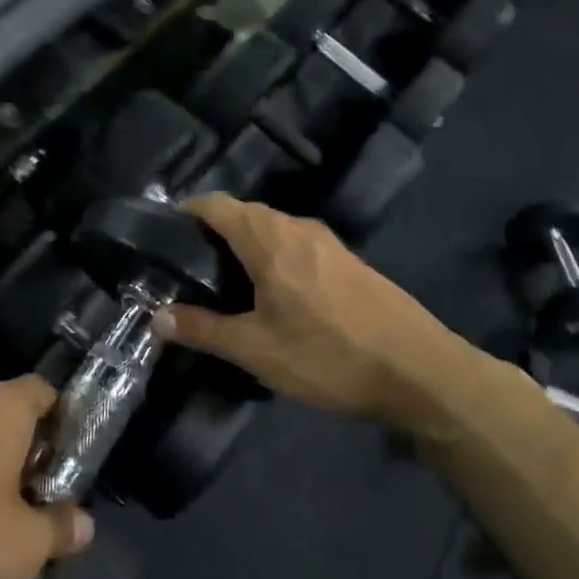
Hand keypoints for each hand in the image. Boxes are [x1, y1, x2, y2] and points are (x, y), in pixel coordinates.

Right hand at [152, 194, 492, 426]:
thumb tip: (158, 318)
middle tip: (186, 269)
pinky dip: (272, 258)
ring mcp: (329, 243)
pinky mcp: (349, 263)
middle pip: (244, 214)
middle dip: (212, 232)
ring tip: (223, 283)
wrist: (421, 373)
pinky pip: (296, 246)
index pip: (216, 205)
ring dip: (244, 246)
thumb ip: (203, 329)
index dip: (186, 212)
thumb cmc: (328, 356)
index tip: (163, 236)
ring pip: (273, 230)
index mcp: (270, 239)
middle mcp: (299, 229)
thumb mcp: (256, 350)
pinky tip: (271, 296)